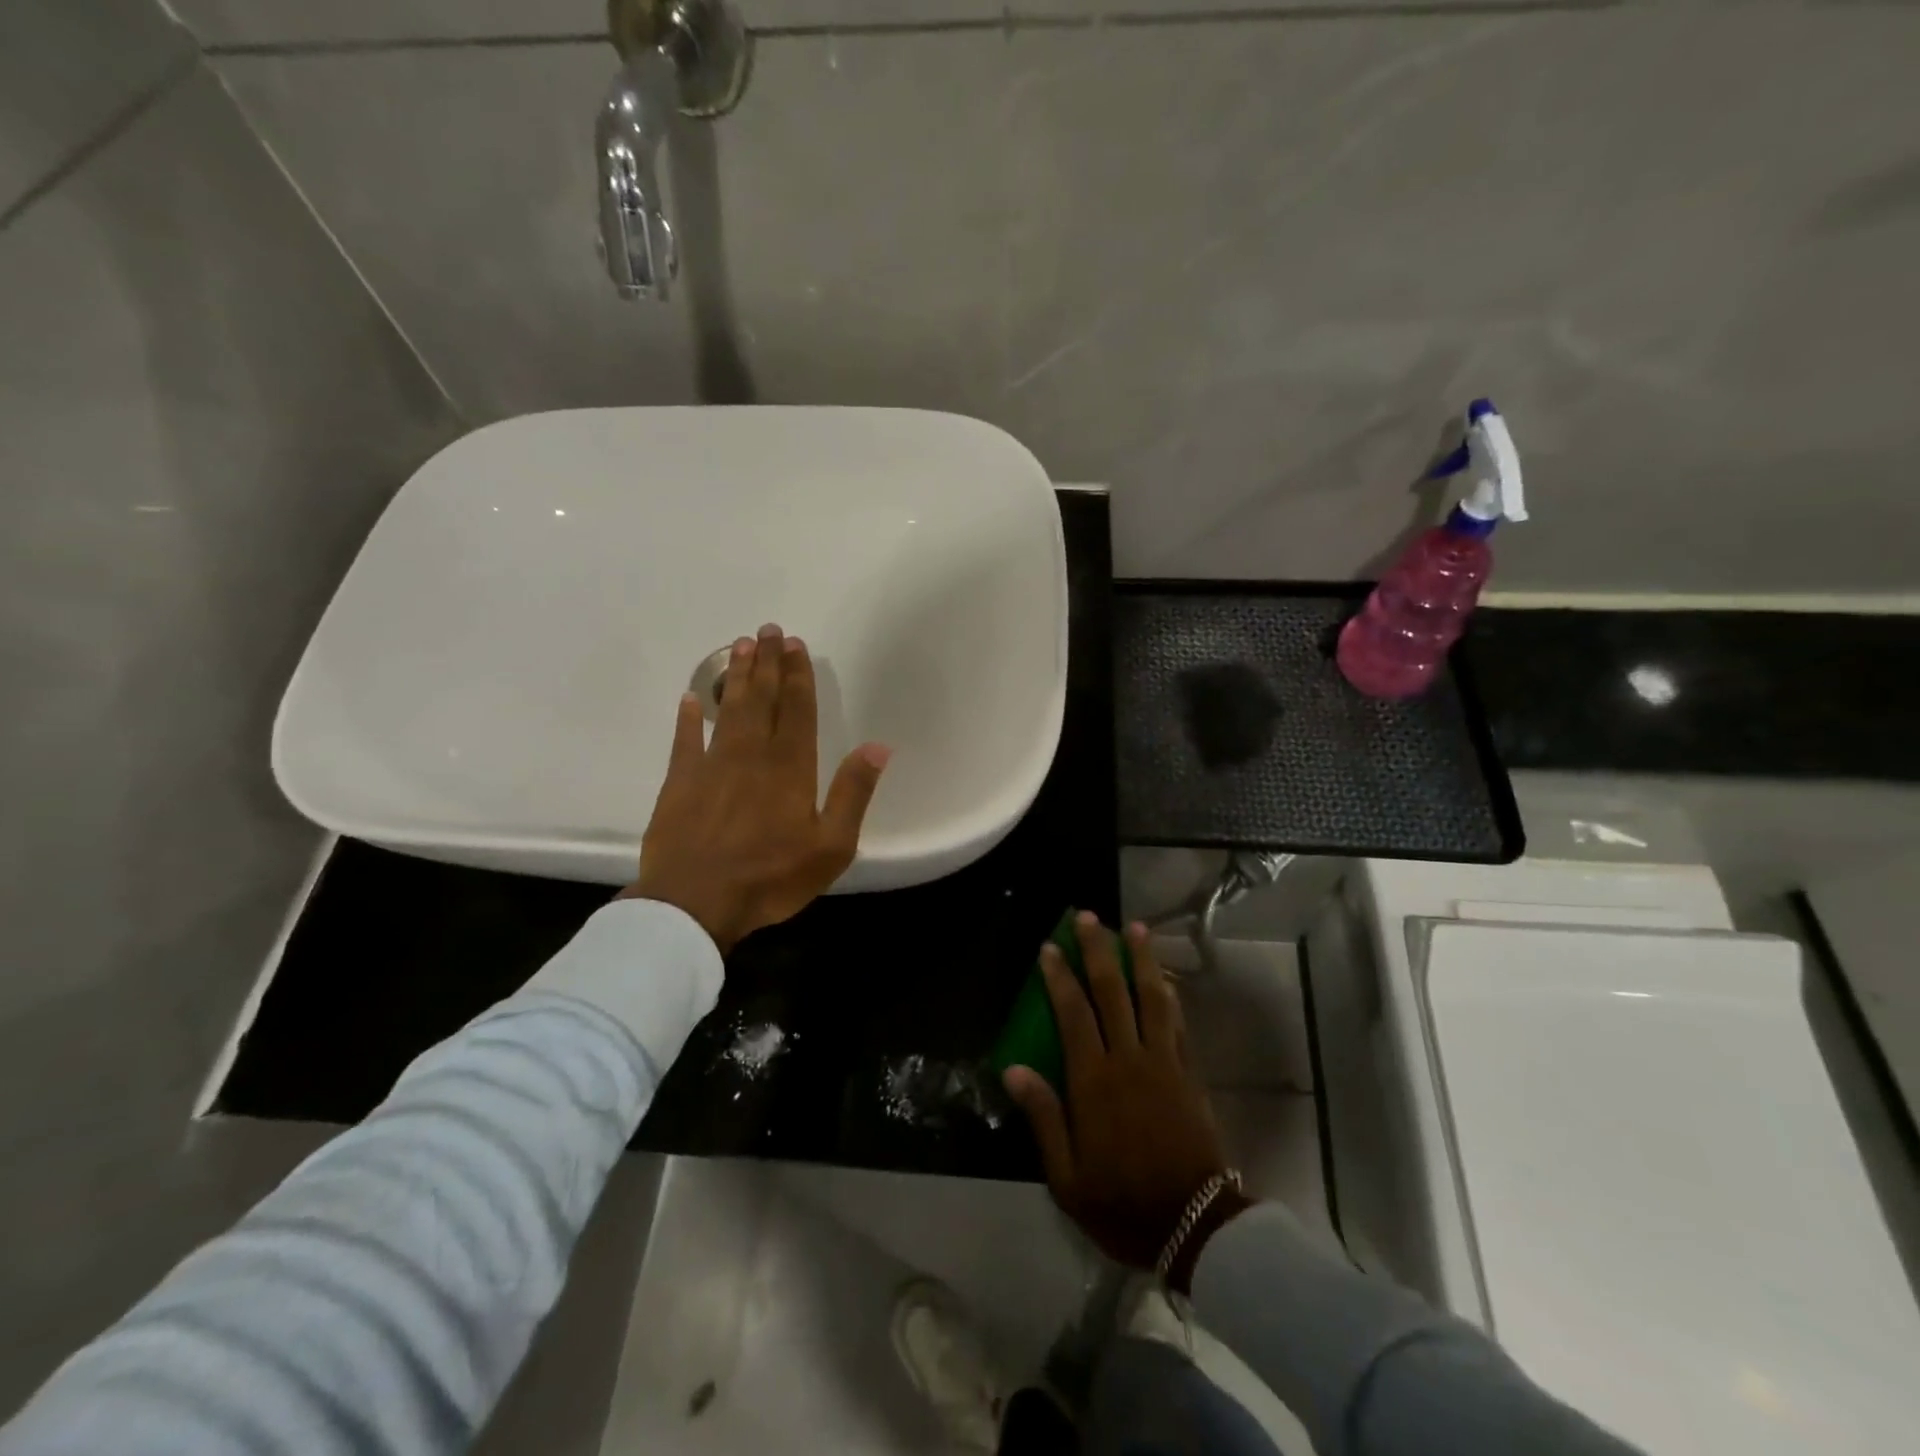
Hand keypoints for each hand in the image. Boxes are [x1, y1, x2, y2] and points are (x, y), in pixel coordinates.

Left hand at [623, 623, 889, 953]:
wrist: (696, 903)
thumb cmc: (771, 877)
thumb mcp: (831, 845)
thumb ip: (853, 793)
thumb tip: (878, 746)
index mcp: (790, 767)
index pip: (797, 709)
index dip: (798, 675)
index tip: (796, 645)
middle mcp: (751, 754)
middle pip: (761, 699)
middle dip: (767, 663)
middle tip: (768, 630)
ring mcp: (711, 765)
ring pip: (727, 710)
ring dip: (735, 677)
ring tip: (740, 646)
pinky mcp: (678, 783)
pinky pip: (684, 741)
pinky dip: (687, 718)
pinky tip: (690, 699)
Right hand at [1002, 915, 1239, 1277]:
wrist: (1195, 1225)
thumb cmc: (1122, 1202)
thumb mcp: (1067, 1176)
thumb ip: (1043, 1117)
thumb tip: (1013, 1068)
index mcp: (1095, 1081)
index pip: (1074, 1014)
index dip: (1059, 977)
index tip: (1049, 946)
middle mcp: (1129, 1059)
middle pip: (1113, 992)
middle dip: (1098, 951)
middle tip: (1089, 917)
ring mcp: (1164, 1062)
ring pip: (1152, 997)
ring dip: (1141, 959)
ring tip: (1134, 927)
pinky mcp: (1189, 1073)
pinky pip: (1178, 1023)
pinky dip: (1170, 994)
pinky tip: (1165, 977)